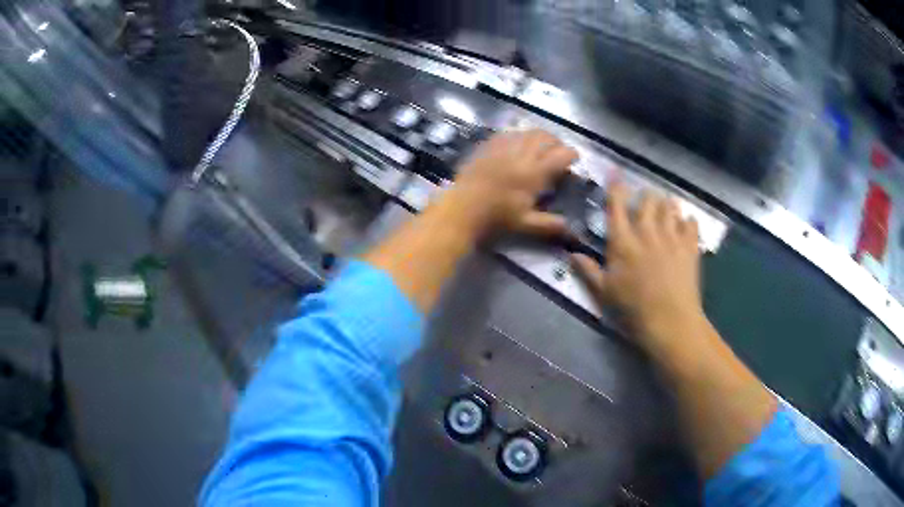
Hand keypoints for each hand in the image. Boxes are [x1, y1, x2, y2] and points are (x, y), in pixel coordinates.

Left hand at [443, 129, 577, 239]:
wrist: (462, 208)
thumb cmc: (496, 217)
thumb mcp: (525, 223)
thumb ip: (550, 224)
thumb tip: (571, 228)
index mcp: (534, 173)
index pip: (561, 155)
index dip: (572, 155)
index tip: (574, 160)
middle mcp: (522, 154)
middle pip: (546, 137)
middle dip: (557, 142)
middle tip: (558, 152)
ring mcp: (504, 147)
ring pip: (528, 132)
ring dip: (539, 137)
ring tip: (540, 146)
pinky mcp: (489, 145)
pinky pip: (509, 133)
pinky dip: (519, 136)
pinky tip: (518, 145)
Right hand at [571, 182, 705, 357]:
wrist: (670, 321)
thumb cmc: (633, 309)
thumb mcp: (604, 292)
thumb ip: (588, 270)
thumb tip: (571, 254)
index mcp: (623, 241)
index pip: (617, 204)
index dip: (616, 186)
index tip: (616, 175)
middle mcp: (647, 231)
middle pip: (648, 199)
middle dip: (645, 196)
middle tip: (645, 201)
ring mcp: (671, 236)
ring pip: (670, 206)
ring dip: (667, 204)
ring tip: (667, 207)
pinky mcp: (690, 246)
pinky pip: (691, 223)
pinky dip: (688, 220)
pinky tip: (686, 224)